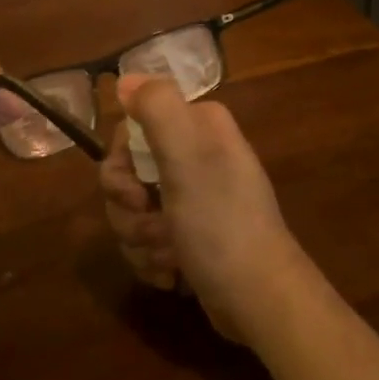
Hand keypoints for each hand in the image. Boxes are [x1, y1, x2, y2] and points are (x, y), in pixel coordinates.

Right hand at [99, 75, 313, 342]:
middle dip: (128, 209)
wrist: (258, 299)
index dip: (120, 163)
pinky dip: (152, 259)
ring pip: (130, 210)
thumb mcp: (188, 158)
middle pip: (126, 173)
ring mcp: (192, 199)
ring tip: (171, 256)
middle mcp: (196, 156)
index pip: (131, 129)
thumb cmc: (221, 224)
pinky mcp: (188, 236)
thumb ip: (157, 108)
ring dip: (140, 239)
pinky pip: (144, 240)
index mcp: (198, 128)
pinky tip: (174, 273)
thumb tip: (127, 79)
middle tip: (153, 226)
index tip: (133, 189)